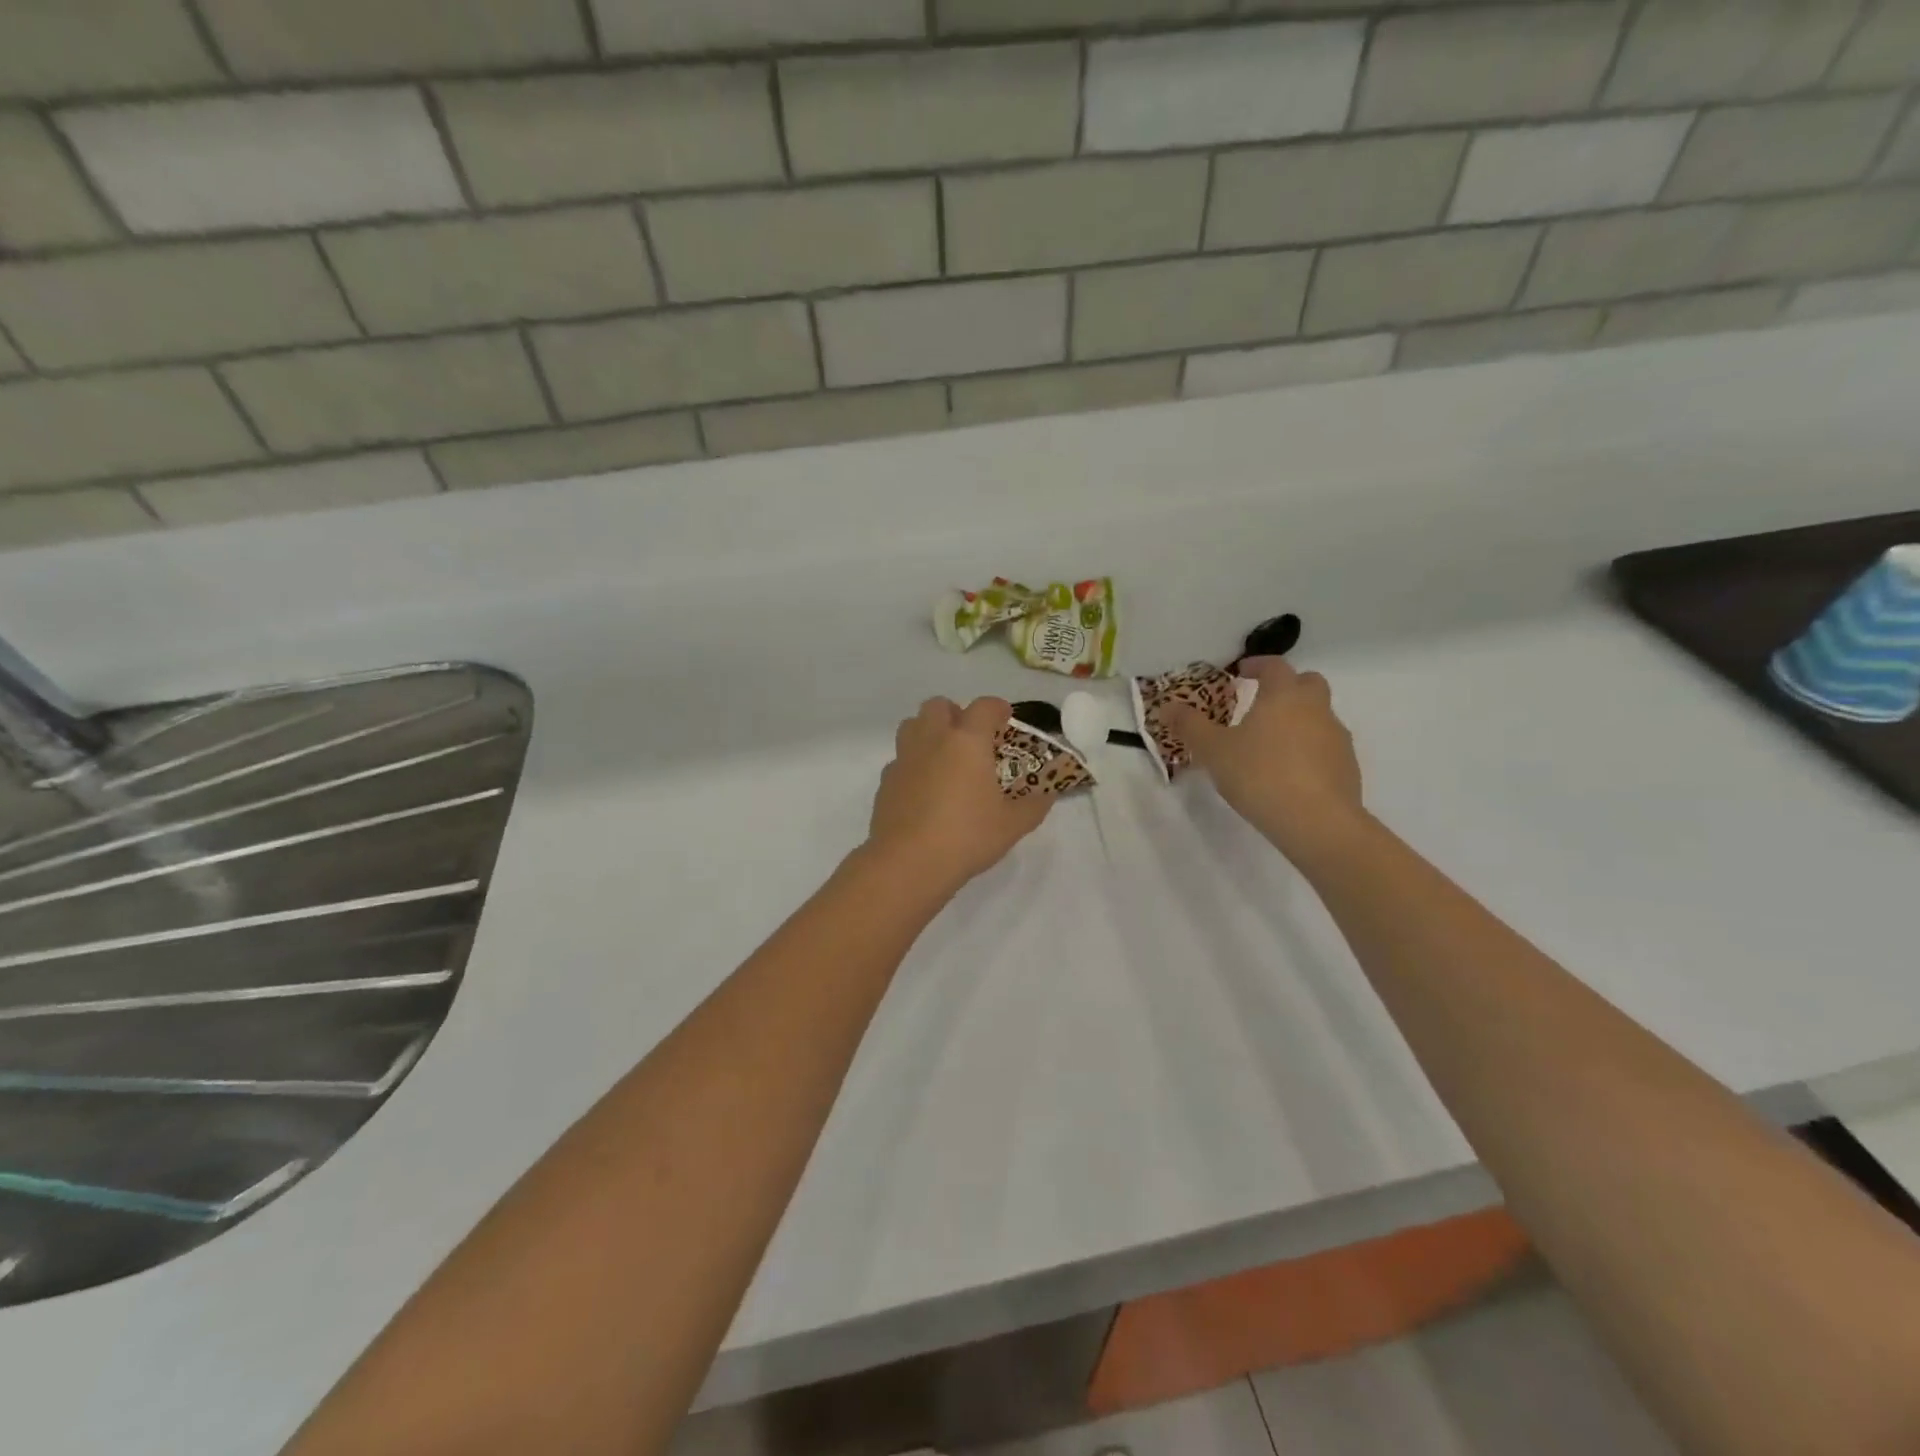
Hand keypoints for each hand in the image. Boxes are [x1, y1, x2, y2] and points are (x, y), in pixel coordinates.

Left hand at [866, 697, 1049, 892]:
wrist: (908, 862)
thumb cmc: (967, 836)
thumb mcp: (1012, 825)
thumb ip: (1033, 805)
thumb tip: (1045, 796)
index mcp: (967, 741)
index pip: (984, 707)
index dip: (997, 709)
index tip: (1005, 720)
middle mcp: (932, 739)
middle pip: (938, 705)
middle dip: (955, 714)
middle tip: (970, 739)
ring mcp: (904, 759)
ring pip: (912, 726)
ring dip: (929, 732)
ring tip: (945, 759)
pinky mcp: (885, 781)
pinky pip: (900, 760)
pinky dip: (913, 765)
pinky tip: (924, 790)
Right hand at [1167, 658, 1365, 867]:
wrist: (1316, 821)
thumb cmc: (1259, 775)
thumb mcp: (1213, 751)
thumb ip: (1189, 726)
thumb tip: (1167, 707)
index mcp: (1283, 695)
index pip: (1274, 666)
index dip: (1257, 665)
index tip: (1241, 672)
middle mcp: (1315, 708)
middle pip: (1307, 683)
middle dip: (1286, 687)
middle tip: (1262, 703)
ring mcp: (1336, 738)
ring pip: (1319, 716)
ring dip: (1298, 720)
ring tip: (1271, 745)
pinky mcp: (1347, 767)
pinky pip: (1325, 747)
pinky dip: (1309, 750)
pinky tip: (1289, 774)